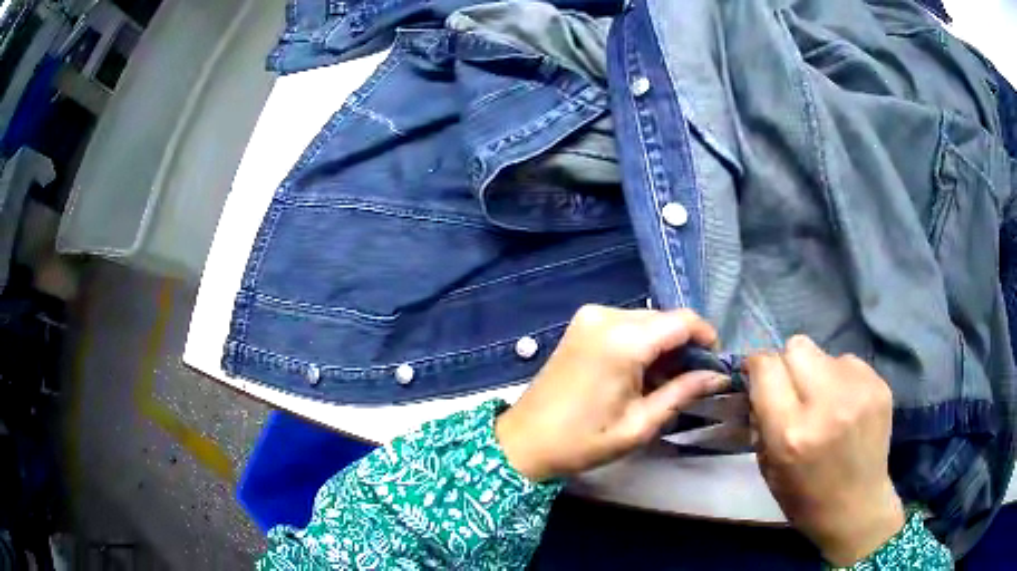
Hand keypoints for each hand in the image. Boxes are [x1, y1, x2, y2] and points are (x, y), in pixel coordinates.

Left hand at [495, 305, 728, 481]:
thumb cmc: (582, 441)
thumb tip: (717, 376)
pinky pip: (624, 324)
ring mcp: (589, 316)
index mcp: (623, 340)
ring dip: (662, 345)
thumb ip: (682, 392)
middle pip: (664, 319)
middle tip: (690, 380)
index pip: (682, 321)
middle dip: (683, 345)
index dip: (705, 338)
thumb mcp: (639, 424)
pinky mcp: (580, 324)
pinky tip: (639, 372)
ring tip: (664, 382)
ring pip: (645, 320)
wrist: (523, 441)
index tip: (713, 364)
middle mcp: (607, 316)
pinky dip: (640, 342)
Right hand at [747, 336, 904, 565]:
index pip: (767, 366)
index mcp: (792, 432)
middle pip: (797, 346)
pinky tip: (846, 405)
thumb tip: (759, 383)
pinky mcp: (880, 385)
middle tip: (794, 389)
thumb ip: (762, 419)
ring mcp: (858, 391)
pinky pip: (848, 362)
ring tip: (825, 402)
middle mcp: (827, 403)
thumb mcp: (768, 467)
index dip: (757, 366)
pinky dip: (841, 378)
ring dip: (817, 372)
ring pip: (824, 353)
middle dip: (788, 363)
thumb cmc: (805, 497)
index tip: (757, 375)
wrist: (857, 508)